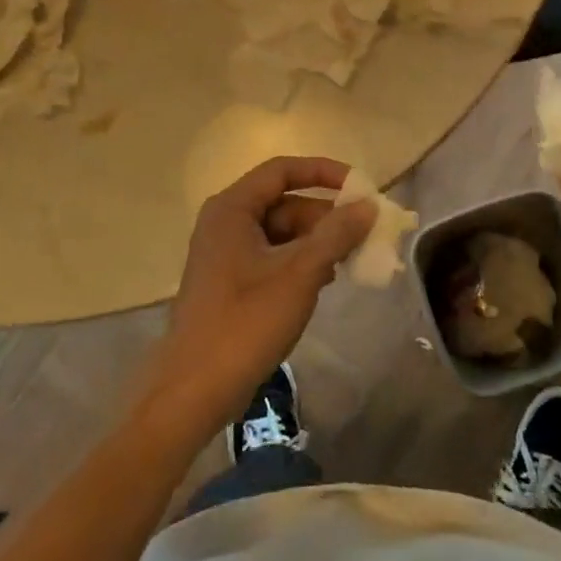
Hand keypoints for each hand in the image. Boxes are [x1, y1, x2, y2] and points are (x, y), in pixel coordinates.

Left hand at [148, 156, 374, 431]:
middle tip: (365, 233)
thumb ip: (336, 234)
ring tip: (351, 260)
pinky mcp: (230, 281)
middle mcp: (226, 222)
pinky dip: (301, 261)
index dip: (324, 172)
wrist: (193, 391)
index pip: (283, 170)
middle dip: (326, 216)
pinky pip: (273, 256)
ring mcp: (226, 253)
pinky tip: (325, 281)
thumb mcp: (300, 274)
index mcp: (232, 209)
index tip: (361, 188)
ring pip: (281, 232)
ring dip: (317, 241)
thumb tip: (368, 204)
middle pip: (284, 202)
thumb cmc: (245, 324)